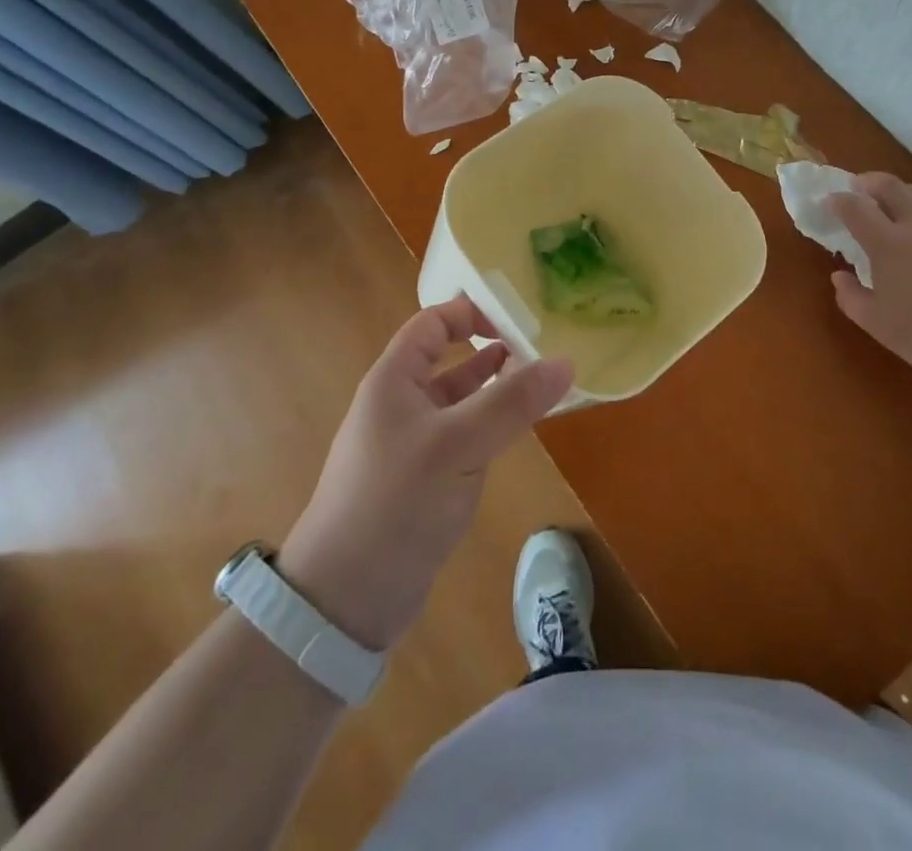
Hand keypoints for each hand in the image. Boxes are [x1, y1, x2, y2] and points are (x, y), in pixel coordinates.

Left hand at [275, 298, 573, 652]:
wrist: (345, 599)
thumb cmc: (396, 502)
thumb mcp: (459, 445)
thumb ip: (512, 402)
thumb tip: (566, 362)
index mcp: (394, 381)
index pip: (431, 324)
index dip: (469, 312)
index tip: (516, 317)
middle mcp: (398, 404)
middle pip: (445, 359)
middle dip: (489, 348)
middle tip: (538, 347)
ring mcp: (408, 444)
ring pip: (455, 401)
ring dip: (491, 388)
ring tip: (535, 382)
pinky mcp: (420, 480)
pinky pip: (458, 437)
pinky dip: (486, 425)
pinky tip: (513, 431)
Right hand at [828, 172, 911, 393]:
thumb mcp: (877, 325)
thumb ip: (851, 297)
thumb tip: (840, 276)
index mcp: (888, 243)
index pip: (855, 206)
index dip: (838, 199)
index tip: (830, 201)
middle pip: (890, 184)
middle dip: (868, 181)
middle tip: (858, 189)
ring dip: (901, 192)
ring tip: (894, 206)